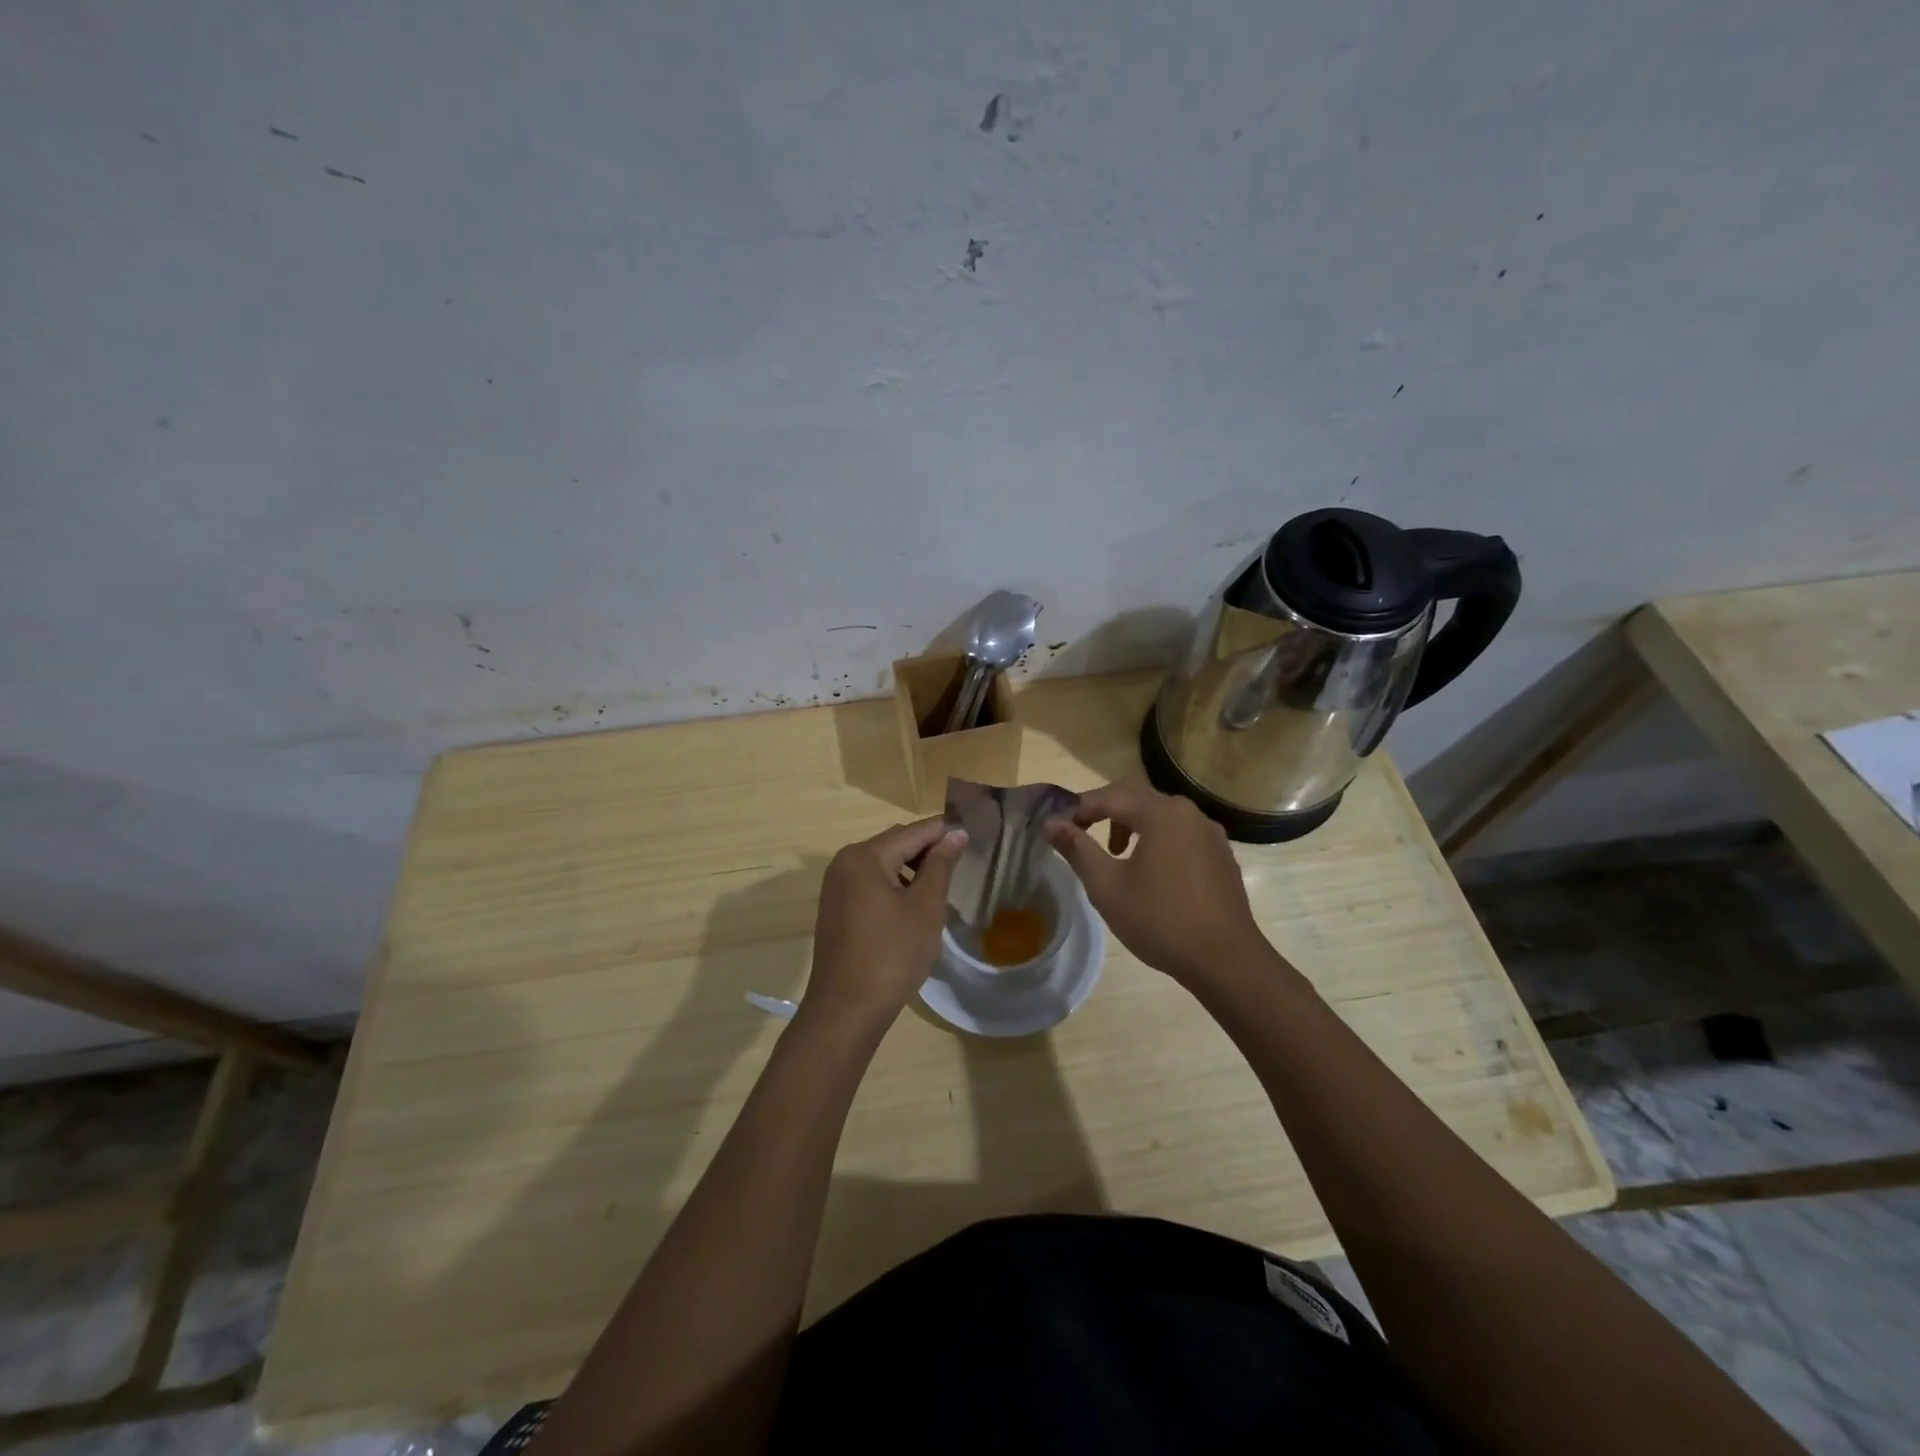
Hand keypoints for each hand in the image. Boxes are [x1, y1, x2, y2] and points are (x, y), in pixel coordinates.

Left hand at [805, 817, 966, 1027]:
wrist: (846, 1010)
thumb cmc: (892, 955)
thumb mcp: (925, 908)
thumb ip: (940, 865)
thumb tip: (955, 833)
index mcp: (865, 856)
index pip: (913, 831)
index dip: (945, 831)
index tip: (974, 834)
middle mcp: (845, 862)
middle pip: (896, 843)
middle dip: (928, 850)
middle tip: (963, 862)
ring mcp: (836, 885)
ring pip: (883, 864)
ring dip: (912, 869)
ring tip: (942, 886)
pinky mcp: (836, 907)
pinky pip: (871, 883)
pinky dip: (895, 885)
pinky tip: (915, 905)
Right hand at [1045, 783, 1271, 985]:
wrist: (1226, 960)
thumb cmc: (1160, 920)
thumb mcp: (1107, 885)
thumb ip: (1077, 849)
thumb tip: (1051, 823)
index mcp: (1160, 813)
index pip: (1109, 796)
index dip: (1078, 809)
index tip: (1057, 829)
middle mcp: (1188, 812)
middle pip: (1137, 798)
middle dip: (1105, 812)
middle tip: (1081, 835)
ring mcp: (1210, 833)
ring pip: (1161, 815)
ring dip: (1131, 825)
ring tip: (1115, 855)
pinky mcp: (1221, 855)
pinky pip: (1181, 833)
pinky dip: (1157, 839)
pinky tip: (1152, 871)